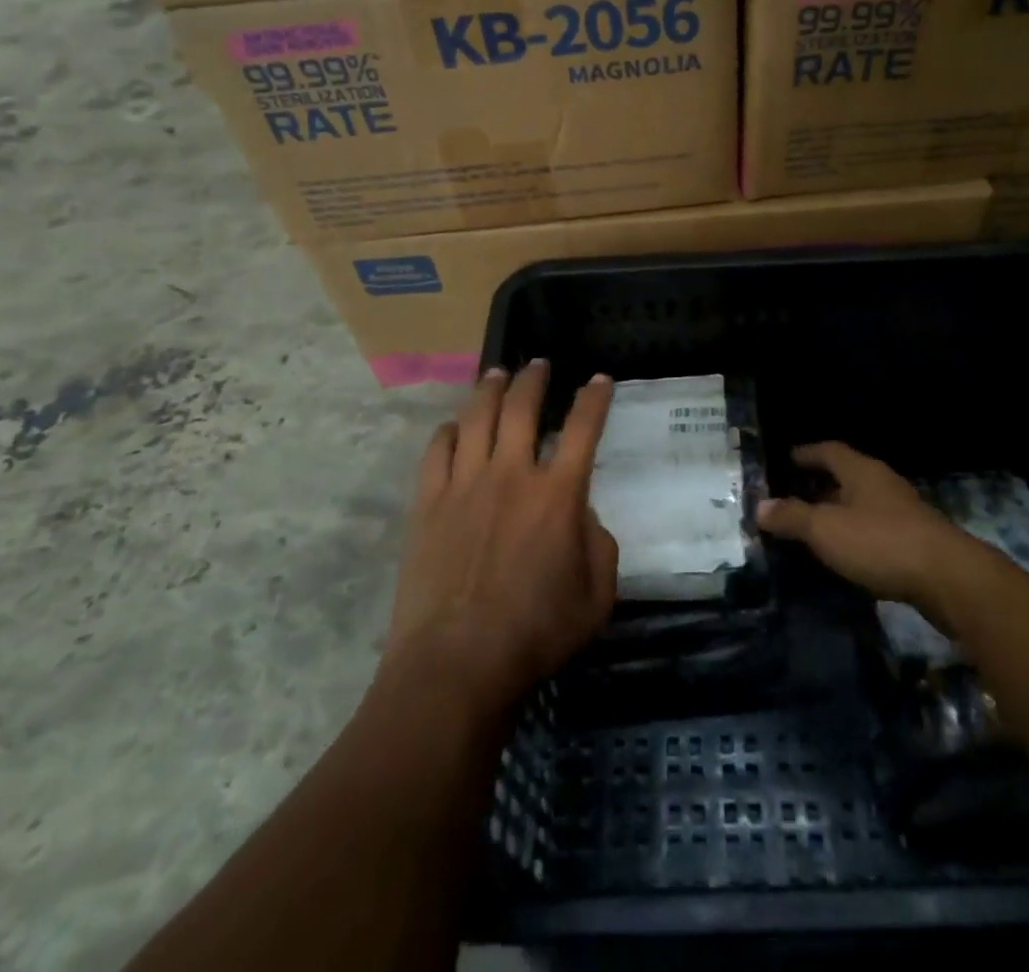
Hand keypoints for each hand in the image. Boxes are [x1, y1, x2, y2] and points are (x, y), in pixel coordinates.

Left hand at [386, 361, 619, 712]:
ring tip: (497, 374)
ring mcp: (464, 484)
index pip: (583, 428)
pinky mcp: (428, 502)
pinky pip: (437, 450)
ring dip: (490, 389)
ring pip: (477, 417)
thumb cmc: (535, 634)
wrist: (456, 664)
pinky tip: (454, 426)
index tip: (600, 379)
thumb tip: (581, 514)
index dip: (594, 398)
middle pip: (522, 407)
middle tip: (539, 364)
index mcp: (557, 494)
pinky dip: (449, 430)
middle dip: (534, 378)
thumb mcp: (597, 597)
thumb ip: (599, 545)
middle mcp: (511, 475)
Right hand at [756, 441, 979, 612]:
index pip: (828, 450)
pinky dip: (856, 535)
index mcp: (861, 471)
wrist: (949, 579)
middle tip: (793, 496)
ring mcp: (903, 512)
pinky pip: (876, 529)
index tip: (786, 459)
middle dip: (820, 485)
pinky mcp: (915, 541)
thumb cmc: (880, 542)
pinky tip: (846, 554)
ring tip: (814, 528)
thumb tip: (760, 506)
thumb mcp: (826, 529)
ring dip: (838, 513)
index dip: (806, 453)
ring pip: (862, 504)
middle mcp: (883, 484)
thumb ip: (792, 517)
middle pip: (846, 476)